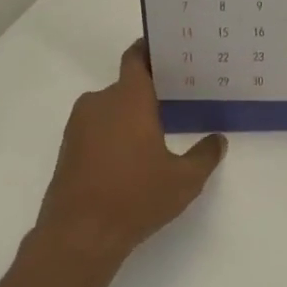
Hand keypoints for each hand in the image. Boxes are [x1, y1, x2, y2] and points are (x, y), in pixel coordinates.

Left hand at [34, 41, 226, 267]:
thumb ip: (204, 155)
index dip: (150, 50)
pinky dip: (113, 135)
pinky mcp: (68, 149)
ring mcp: (79, 126)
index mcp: (128, 98)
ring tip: (157, 133)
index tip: (168, 51)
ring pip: (110, 109)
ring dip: (129, 116)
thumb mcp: (184, 180)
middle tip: (176, 101)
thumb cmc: (135, 198)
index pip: (136, 58)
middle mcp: (99, 102)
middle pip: (126, 86)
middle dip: (148, 92)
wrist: (78, 236)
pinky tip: (131, 158)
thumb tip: (218, 139)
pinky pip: (96, 129)